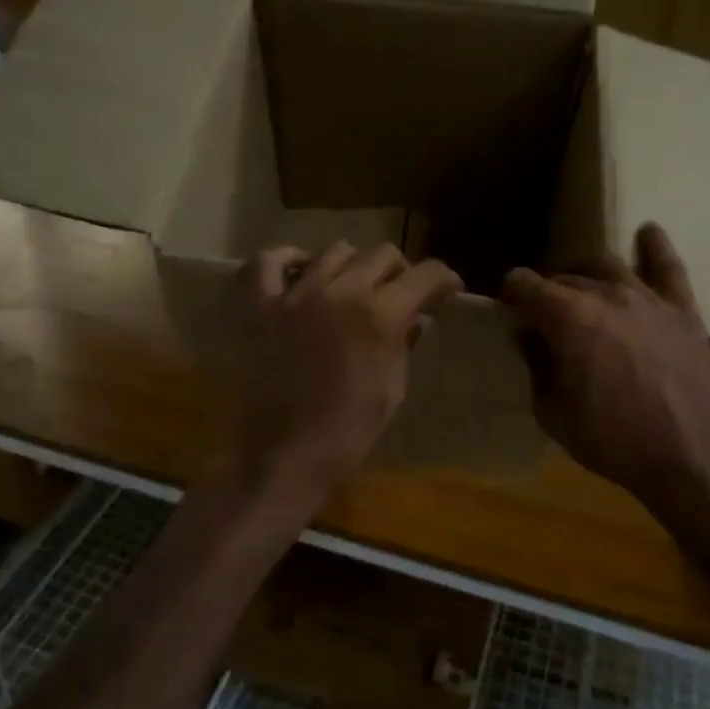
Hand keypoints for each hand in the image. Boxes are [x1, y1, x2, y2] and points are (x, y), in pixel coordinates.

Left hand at [232, 241, 461, 501]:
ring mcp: (297, 294)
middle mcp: (342, 290)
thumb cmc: (348, 432)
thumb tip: (417, 318)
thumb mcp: (391, 389)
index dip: (444, 279)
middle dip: (401, 271)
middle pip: (382, 254)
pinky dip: (287, 259)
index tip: (448, 290)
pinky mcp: (261, 306)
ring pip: (335, 251)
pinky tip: (299, 270)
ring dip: (354, 265)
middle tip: (402, 294)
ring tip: (354, 286)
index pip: (425, 275)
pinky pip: (268, 261)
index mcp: (381, 314)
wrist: (284, 457)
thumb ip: (404, 343)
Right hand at [501, 224, 709, 560]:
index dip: (511, 294)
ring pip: (607, 265)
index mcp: (568, 317)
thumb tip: (531, 338)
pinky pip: (669, 267)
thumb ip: (536, 366)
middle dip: (547, 291)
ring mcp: (648, 298)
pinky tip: (648, 232)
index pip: (525, 284)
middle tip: (543, 315)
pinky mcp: (683, 310)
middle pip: (565, 277)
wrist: (691, 459)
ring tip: (581, 287)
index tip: (509, 310)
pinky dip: (655, 246)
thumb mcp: (553, 413)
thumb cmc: (613, 440)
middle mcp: (606, 294)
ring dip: (585, 273)